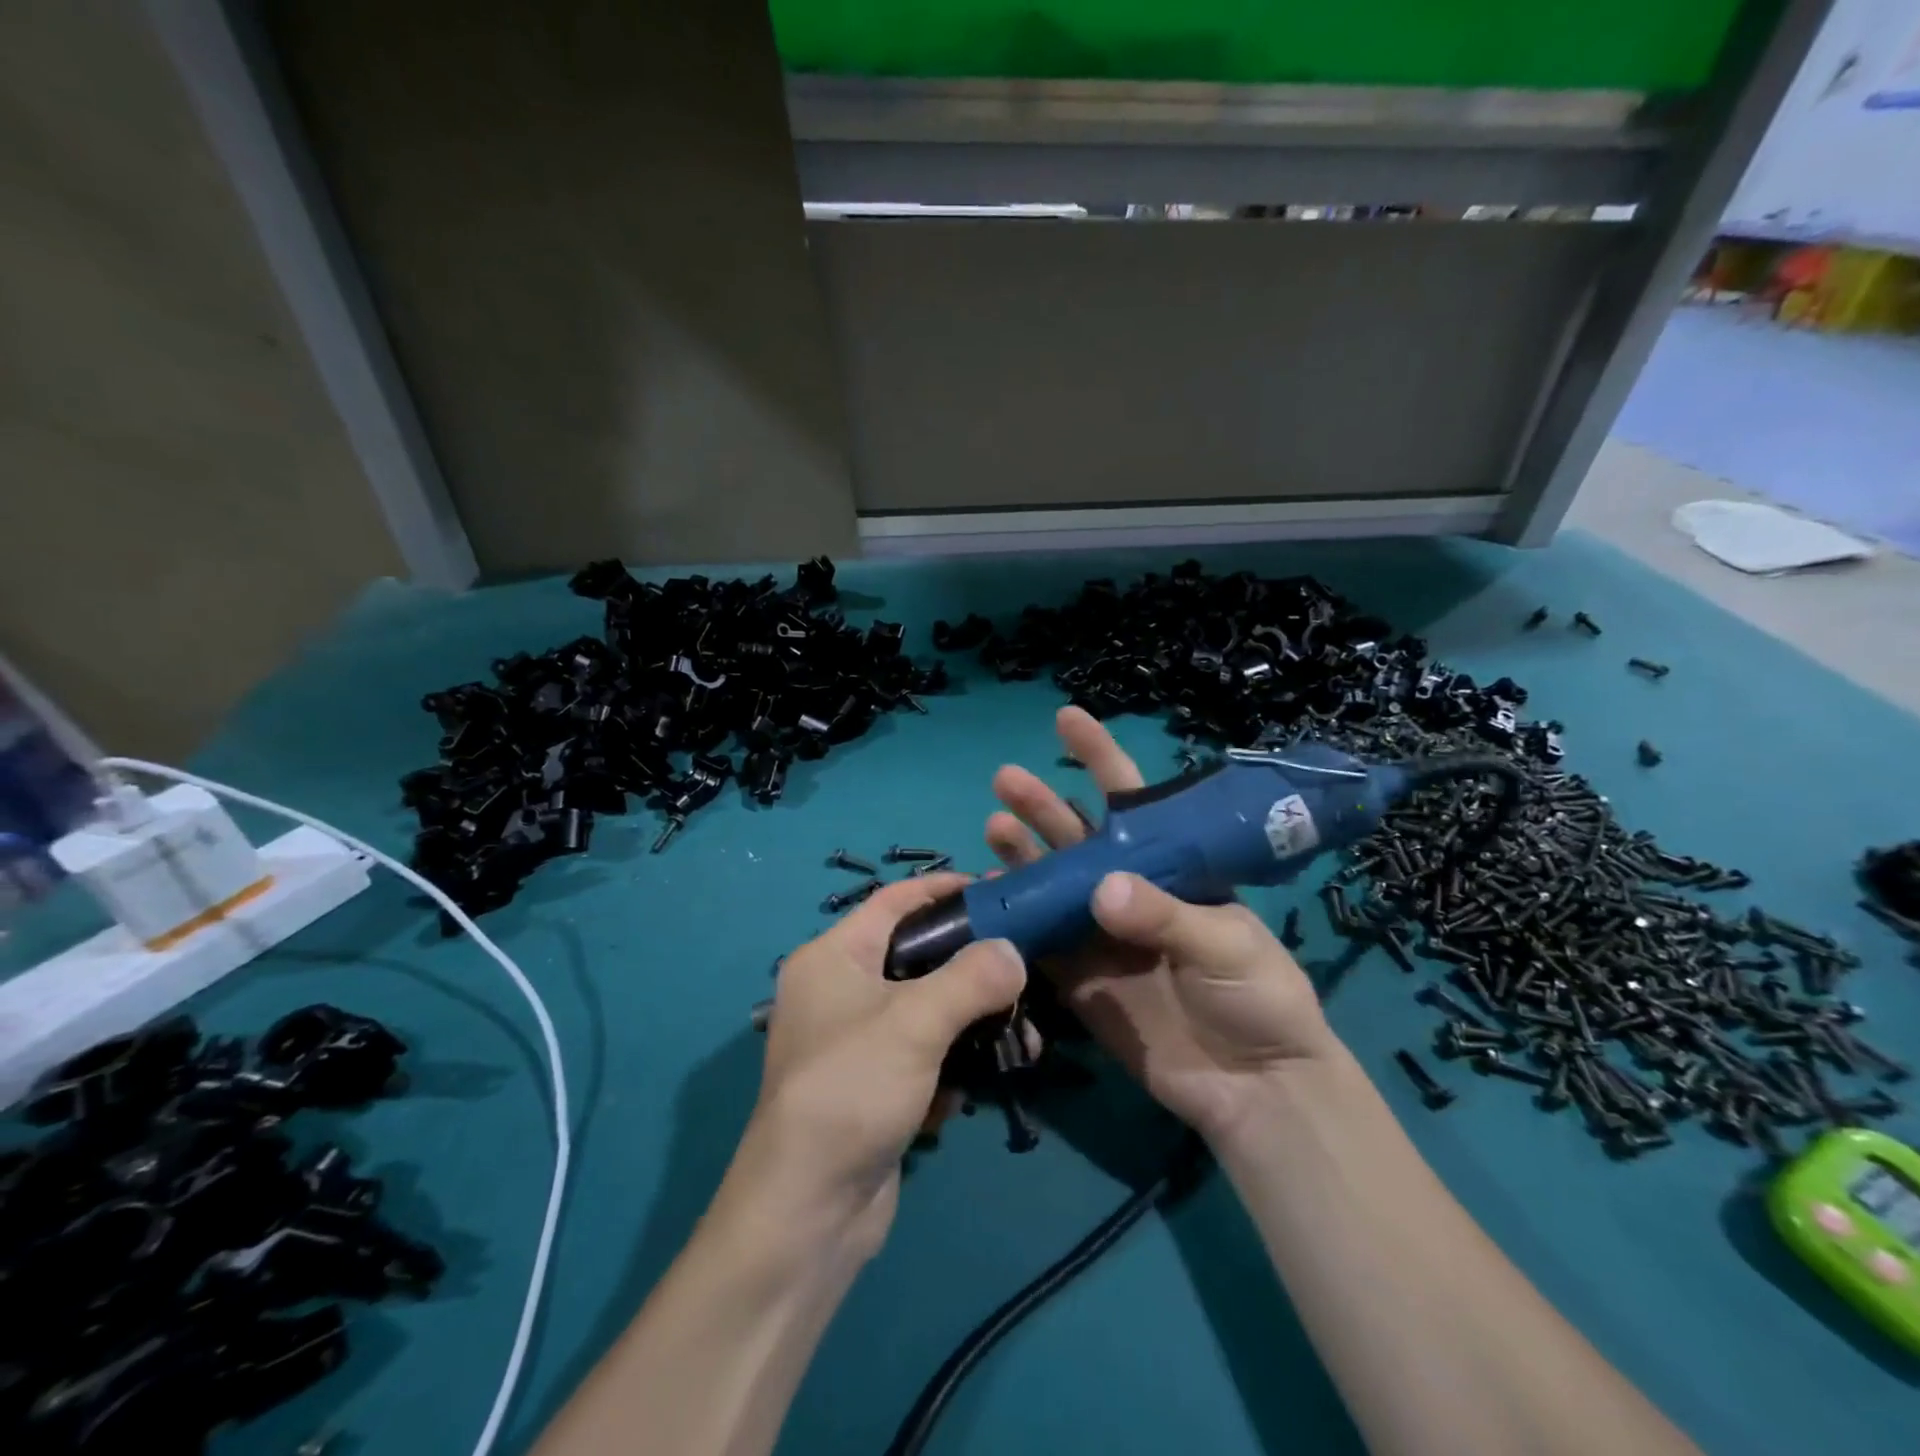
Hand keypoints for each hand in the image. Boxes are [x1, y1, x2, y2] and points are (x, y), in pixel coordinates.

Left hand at [726, 874, 1025, 1260]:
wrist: (808, 1214)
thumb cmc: (852, 1089)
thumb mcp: (915, 1022)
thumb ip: (971, 977)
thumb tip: (1013, 951)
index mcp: (832, 957)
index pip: (893, 901)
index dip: (942, 889)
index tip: (994, 891)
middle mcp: (838, 991)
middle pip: (916, 958)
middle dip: (970, 968)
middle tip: (1021, 968)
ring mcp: (854, 1042)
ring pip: (926, 1012)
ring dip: (970, 1026)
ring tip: (1019, 1039)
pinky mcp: (872, 1086)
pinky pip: (921, 1056)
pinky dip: (948, 1067)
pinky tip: (966, 1092)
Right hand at [985, 707, 1340, 1141]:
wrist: (1255, 1088)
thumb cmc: (1259, 998)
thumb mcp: (1227, 946)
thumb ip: (1164, 916)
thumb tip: (1101, 889)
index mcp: (1172, 869)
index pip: (1132, 802)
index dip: (1099, 757)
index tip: (1066, 719)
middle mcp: (1129, 892)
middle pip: (1078, 839)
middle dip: (1044, 806)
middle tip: (1006, 780)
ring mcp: (1099, 936)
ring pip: (1051, 884)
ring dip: (1022, 856)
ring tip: (994, 827)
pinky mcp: (1079, 980)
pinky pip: (1039, 943)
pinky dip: (1013, 920)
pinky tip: (987, 898)